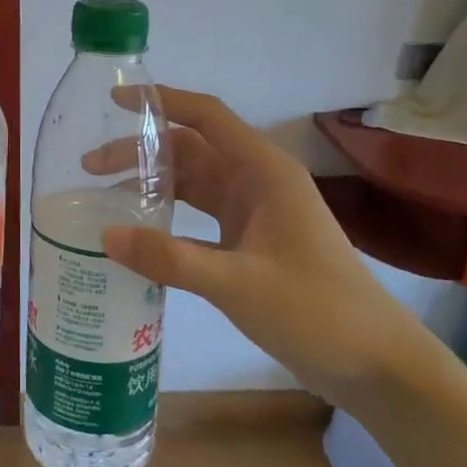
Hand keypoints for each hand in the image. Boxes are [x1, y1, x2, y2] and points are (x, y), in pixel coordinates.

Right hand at [97, 89, 428, 401]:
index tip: (115, 102)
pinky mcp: (250, 243)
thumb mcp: (238, 283)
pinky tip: (138, 234)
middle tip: (90, 168)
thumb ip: (170, 259)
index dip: (162, 103)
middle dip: (141, 153)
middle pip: (190, 151)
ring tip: (103, 198)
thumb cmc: (316, 310)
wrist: (376, 364)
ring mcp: (255, 214)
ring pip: (193, 184)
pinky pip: (199, 217)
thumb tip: (106, 237)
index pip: (207, 117)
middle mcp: (257, 183)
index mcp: (264, 172)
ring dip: (152, 185)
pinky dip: (168, 219)